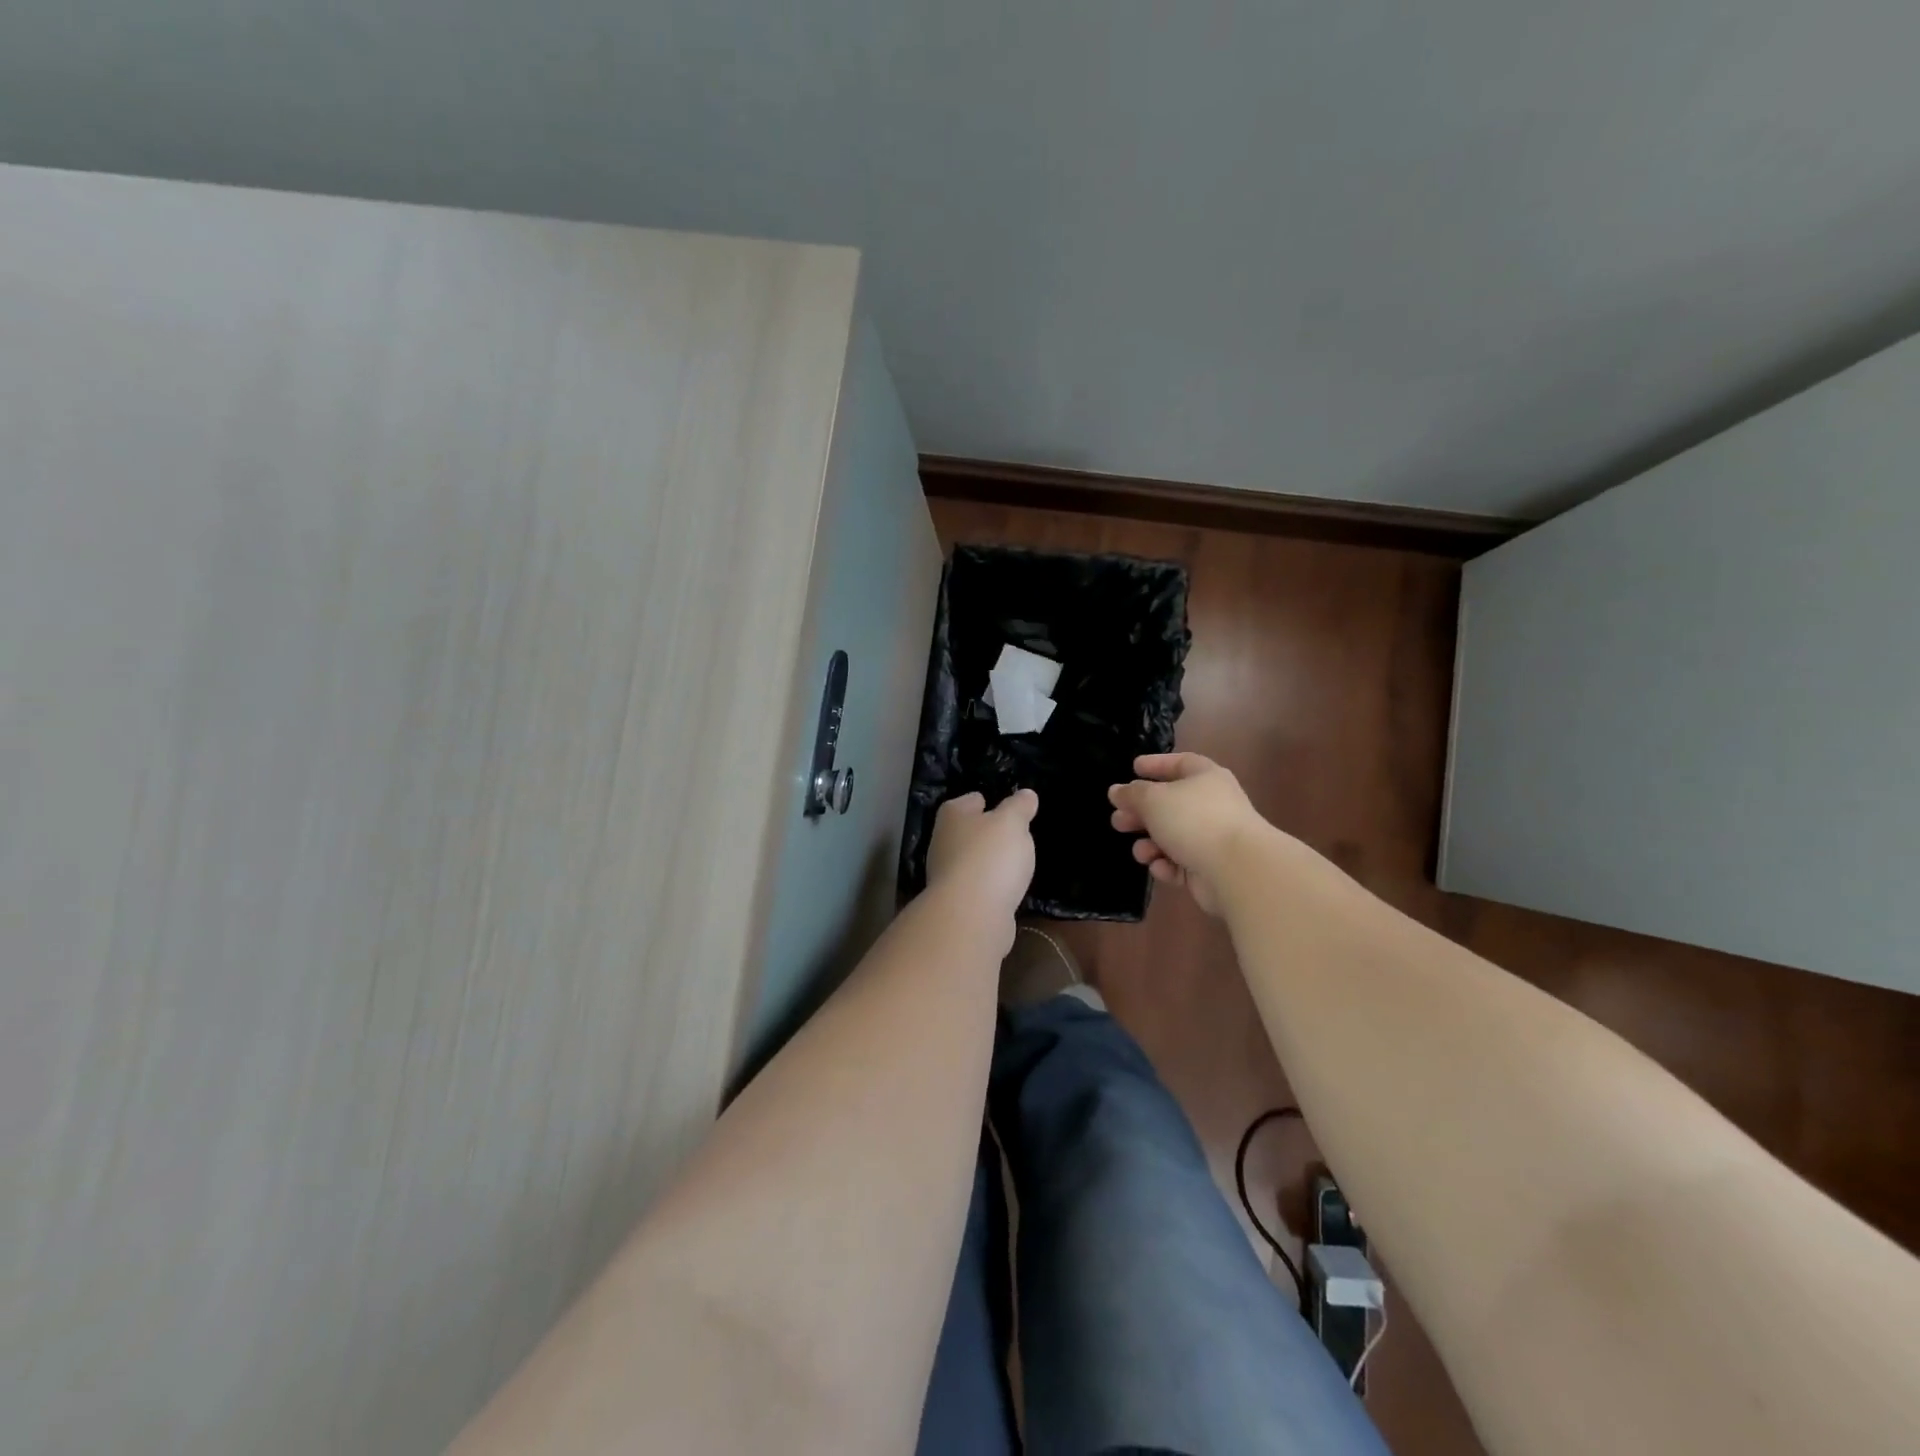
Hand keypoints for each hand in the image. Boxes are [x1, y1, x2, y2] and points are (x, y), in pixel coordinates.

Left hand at [925, 790, 1037, 921]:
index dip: (984, 801)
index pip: (968, 801)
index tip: (1000, 806)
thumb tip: (1026, 794)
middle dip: (984, 833)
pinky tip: (1005, 889)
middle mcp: (942, 842)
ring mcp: (946, 875)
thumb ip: (1019, 806)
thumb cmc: (990, 856)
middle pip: (966, 831)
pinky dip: (988, 886)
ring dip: (986, 862)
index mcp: (952, 816)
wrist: (971, 915)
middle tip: (1011, 835)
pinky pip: (976, 887)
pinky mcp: (955, 903)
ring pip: (969, 861)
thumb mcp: (1012, 823)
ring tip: (1011, 862)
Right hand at [1108, 753, 1267, 915]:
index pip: (1180, 763)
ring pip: (1172, 837)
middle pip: (1169, 804)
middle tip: (1118, 821)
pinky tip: (1160, 867)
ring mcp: (1212, 838)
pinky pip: (1180, 862)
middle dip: (1141, 814)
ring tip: (1140, 852)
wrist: (1236, 869)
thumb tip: (1117, 791)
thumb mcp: (1153, 799)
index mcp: (1204, 778)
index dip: (1156, 764)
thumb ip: (1131, 794)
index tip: (1133, 768)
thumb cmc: (1193, 820)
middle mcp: (1211, 805)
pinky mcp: (1209, 868)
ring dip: (1150, 844)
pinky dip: (1167, 865)